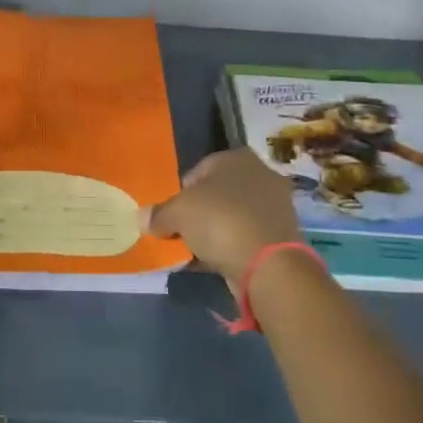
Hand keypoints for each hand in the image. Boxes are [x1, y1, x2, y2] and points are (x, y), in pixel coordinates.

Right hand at [146, 149, 301, 285]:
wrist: (268, 264)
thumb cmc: (220, 221)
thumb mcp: (177, 213)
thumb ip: (158, 214)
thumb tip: (142, 218)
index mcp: (237, 157)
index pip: (198, 170)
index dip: (180, 193)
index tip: (170, 216)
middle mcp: (260, 175)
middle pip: (216, 194)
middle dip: (198, 213)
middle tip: (180, 233)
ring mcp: (274, 206)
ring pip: (231, 217)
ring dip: (213, 232)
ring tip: (194, 252)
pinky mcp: (281, 236)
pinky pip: (244, 237)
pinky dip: (229, 247)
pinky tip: (213, 262)